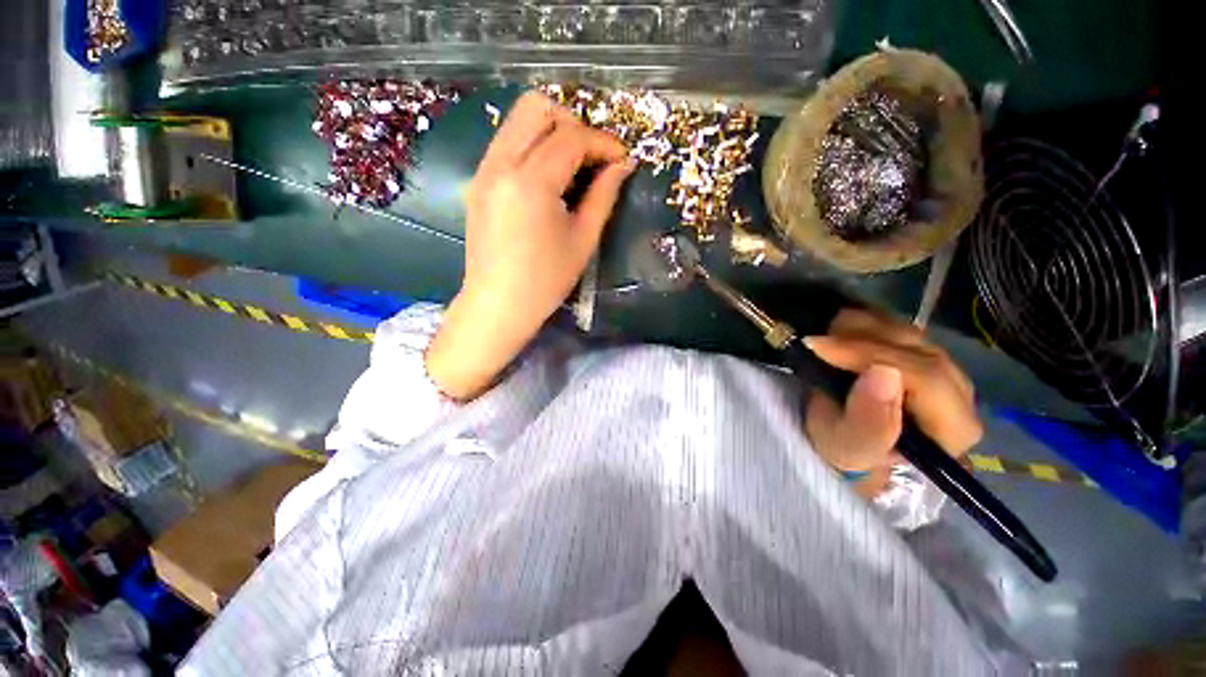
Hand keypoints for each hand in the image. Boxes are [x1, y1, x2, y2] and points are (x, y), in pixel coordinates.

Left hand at [426, 91, 635, 400]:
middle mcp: (501, 164)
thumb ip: (603, 196)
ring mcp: (484, 170)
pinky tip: (548, 177)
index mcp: (531, 182)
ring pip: (518, 120)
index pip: (571, 137)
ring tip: (574, 165)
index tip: (622, 159)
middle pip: (537, 108)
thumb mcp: (583, 240)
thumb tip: (622, 166)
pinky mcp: (478, 182)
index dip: (603, 142)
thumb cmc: (545, 281)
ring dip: (551, 131)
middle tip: (593, 157)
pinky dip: (532, 146)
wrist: (498, 305)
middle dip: (573, 124)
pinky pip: (506, 142)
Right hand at [803, 309, 982, 497]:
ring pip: (907, 332)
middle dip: (861, 339)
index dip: (870, 355)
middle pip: (917, 348)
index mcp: (953, 428)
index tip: (820, 347)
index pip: (925, 376)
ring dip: (859, 329)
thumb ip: (869, 423)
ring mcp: (942, 369)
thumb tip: (883, 374)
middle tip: (815, 340)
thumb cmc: (847, 453)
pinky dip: (864, 323)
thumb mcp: (848, 448)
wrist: (846, 445)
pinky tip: (838, 332)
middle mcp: (960, 394)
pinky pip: (897, 326)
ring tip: (823, 338)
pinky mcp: (923, 354)